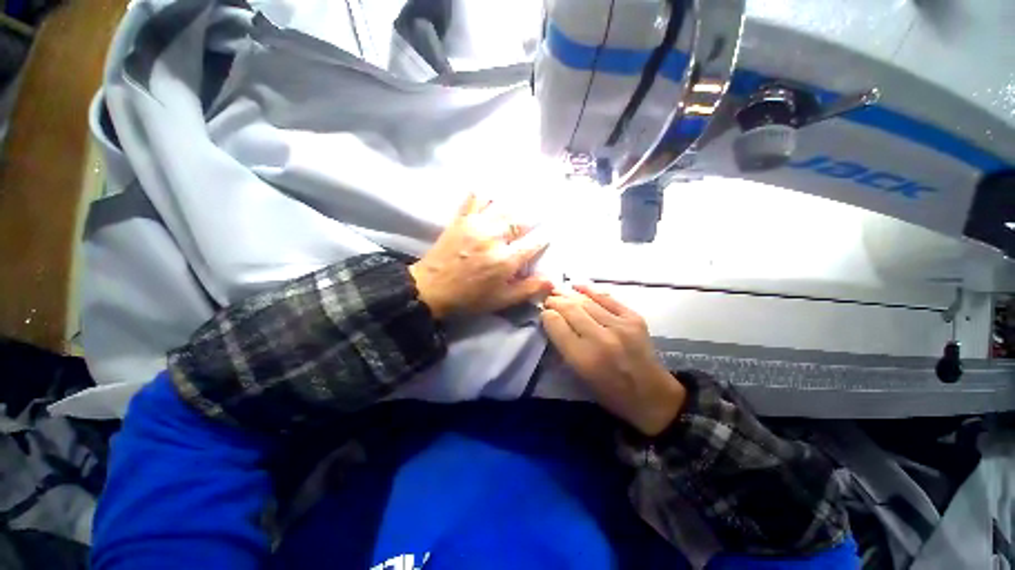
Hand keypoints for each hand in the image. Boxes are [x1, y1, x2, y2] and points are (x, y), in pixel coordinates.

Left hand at [409, 194, 551, 318]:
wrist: (430, 289)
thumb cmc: (469, 298)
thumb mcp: (501, 300)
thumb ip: (528, 289)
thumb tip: (552, 280)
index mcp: (505, 260)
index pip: (533, 243)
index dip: (543, 239)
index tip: (547, 236)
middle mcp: (493, 238)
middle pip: (520, 221)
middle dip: (530, 221)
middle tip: (535, 220)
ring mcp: (476, 225)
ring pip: (502, 207)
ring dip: (513, 208)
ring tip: (520, 205)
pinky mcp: (461, 219)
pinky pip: (475, 199)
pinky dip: (485, 196)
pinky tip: (491, 195)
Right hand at [541, 285, 685, 435]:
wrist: (651, 395)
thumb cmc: (609, 391)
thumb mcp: (579, 375)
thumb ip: (563, 346)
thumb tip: (552, 320)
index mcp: (584, 358)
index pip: (556, 325)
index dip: (546, 315)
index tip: (543, 312)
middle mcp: (601, 338)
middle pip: (570, 309)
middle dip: (555, 301)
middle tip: (548, 298)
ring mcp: (620, 325)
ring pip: (587, 301)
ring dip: (569, 294)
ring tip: (558, 290)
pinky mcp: (634, 318)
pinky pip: (607, 298)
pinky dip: (591, 290)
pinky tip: (578, 286)